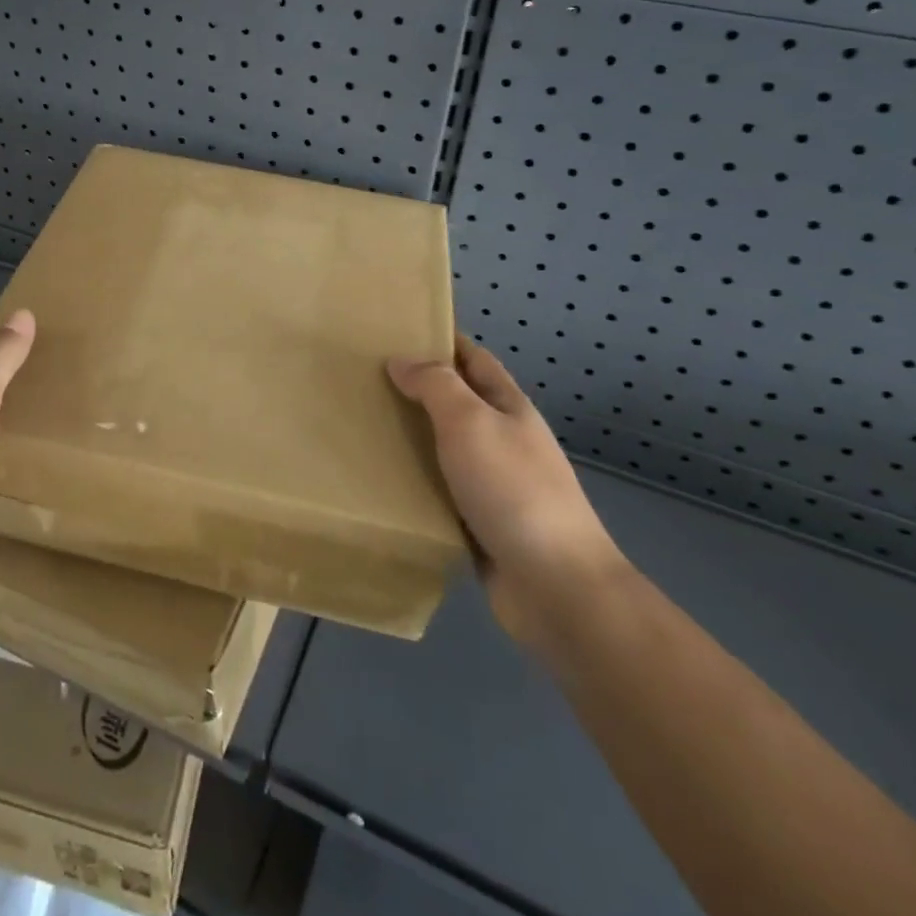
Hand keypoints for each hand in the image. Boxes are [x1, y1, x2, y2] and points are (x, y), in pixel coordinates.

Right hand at [388, 337, 627, 642]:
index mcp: (509, 408)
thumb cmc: (513, 489)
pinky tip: (379, 479)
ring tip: (360, 424)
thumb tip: (401, 360)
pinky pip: (438, 490)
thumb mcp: (471, 422)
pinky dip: (413, 481)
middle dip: (416, 388)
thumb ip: (436, 386)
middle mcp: (503, 440)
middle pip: (456, 402)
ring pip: (443, 448)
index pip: (474, 359)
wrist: (555, 586)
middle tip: (363, 378)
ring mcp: (492, 484)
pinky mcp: (477, 523)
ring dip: (409, 436)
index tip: (397, 330)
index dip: (442, 340)